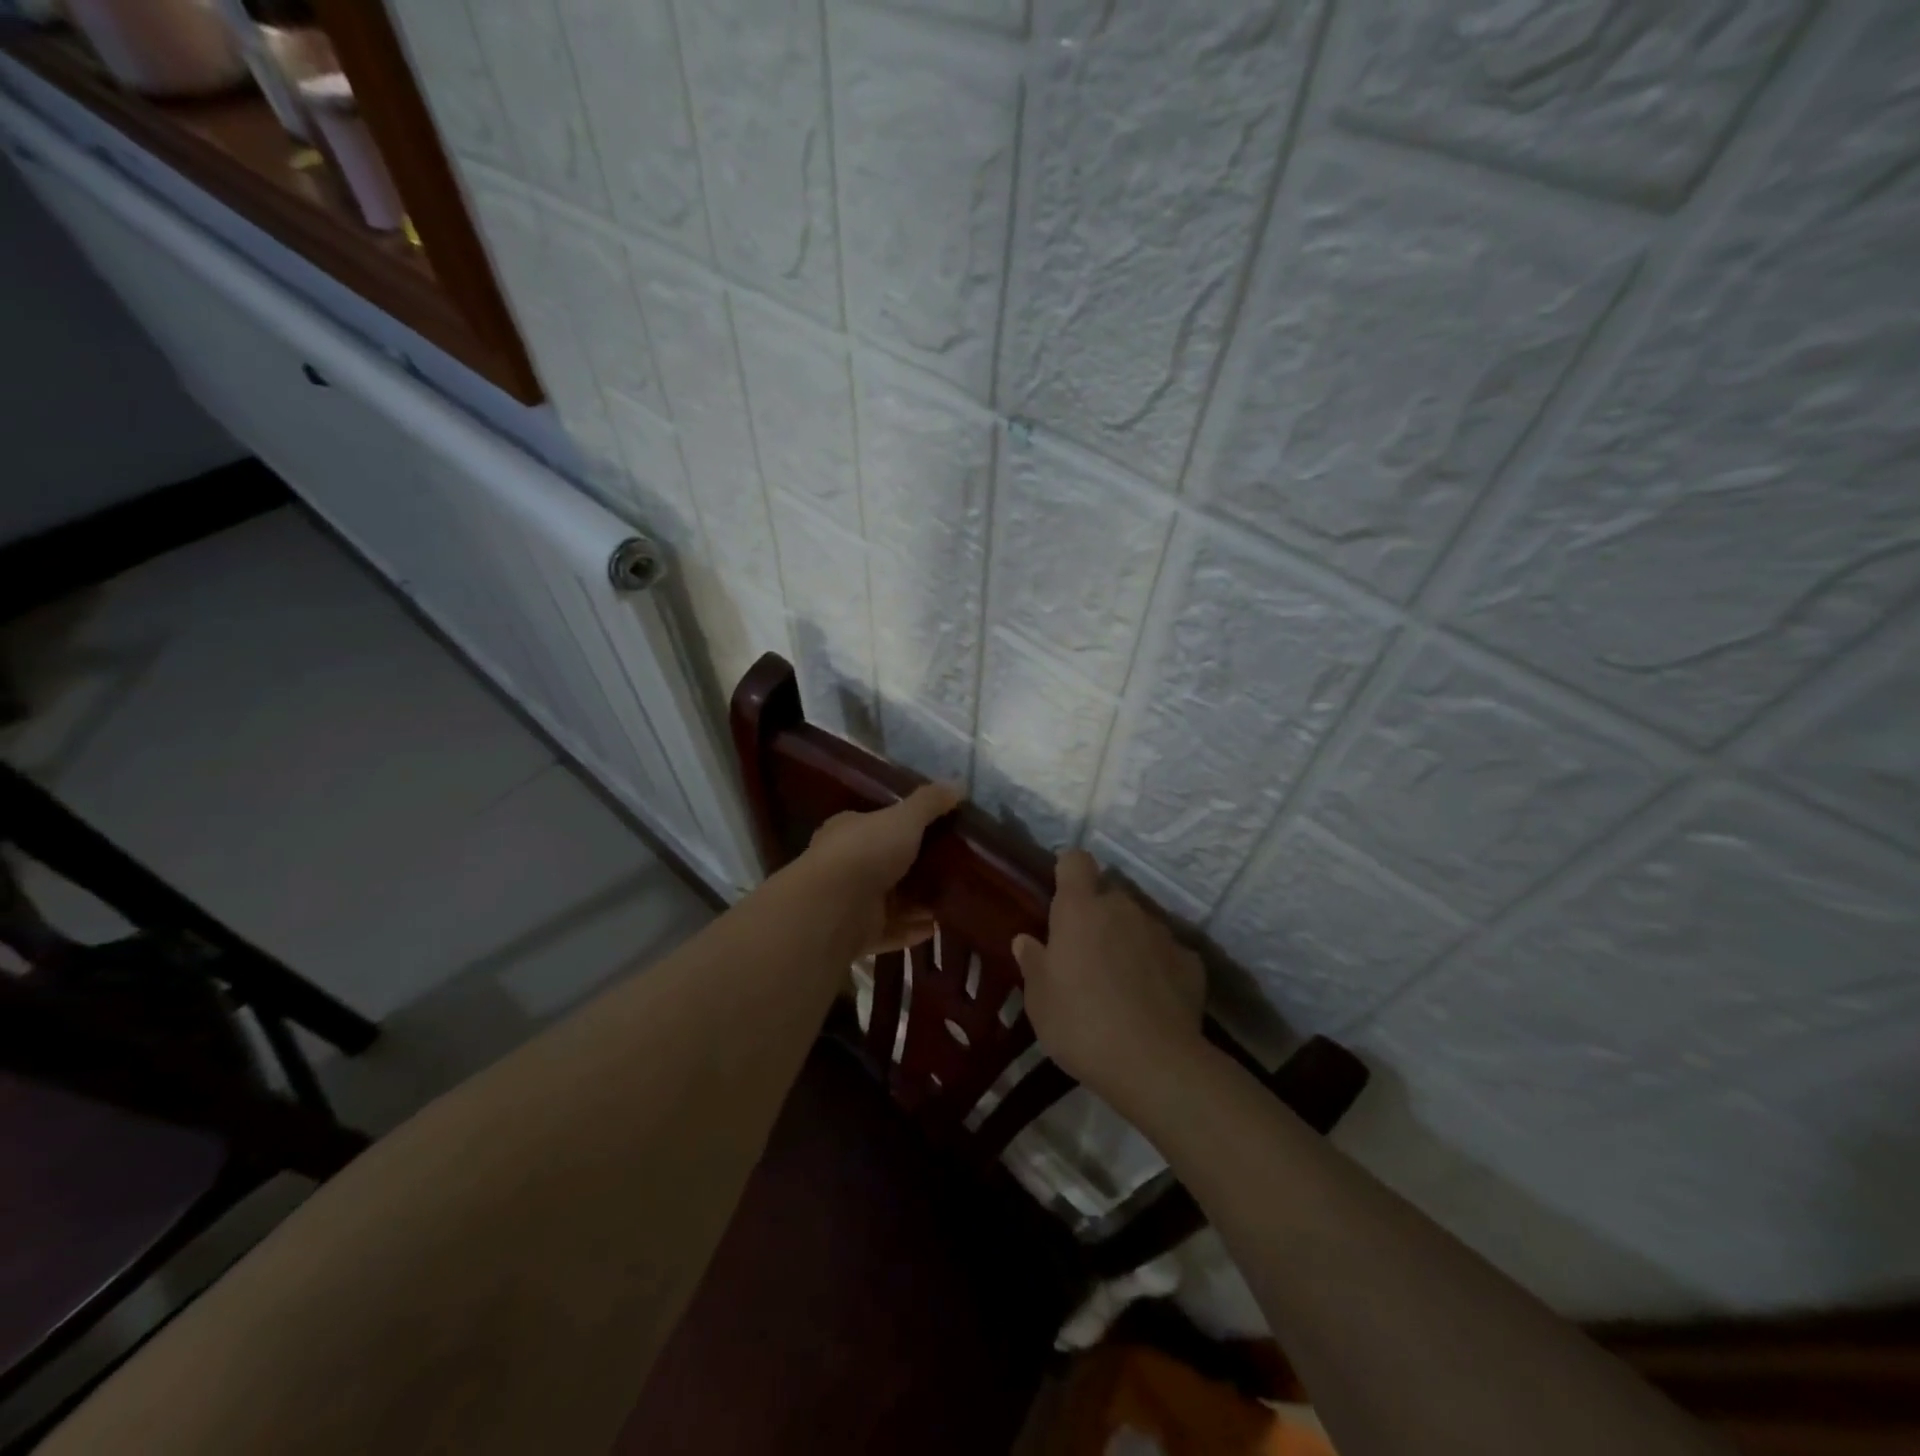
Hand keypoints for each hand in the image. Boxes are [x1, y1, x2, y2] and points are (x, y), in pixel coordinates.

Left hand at [802, 781, 962, 955]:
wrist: (833, 907)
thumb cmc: (866, 851)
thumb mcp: (904, 818)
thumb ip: (931, 802)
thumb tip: (960, 783)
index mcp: (848, 831)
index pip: (875, 824)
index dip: (902, 827)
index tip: (935, 831)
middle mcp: (844, 864)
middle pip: (885, 864)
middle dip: (915, 867)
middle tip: (952, 867)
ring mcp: (849, 902)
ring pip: (889, 901)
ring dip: (917, 902)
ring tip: (951, 898)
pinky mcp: (856, 935)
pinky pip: (890, 931)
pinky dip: (911, 930)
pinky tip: (937, 927)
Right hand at [1013, 850, 1206, 1096]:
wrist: (1154, 1064)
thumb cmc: (1081, 1024)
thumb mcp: (1039, 1000)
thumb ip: (1033, 963)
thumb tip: (1026, 940)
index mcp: (1080, 909)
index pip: (1076, 861)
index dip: (1069, 872)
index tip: (1062, 896)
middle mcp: (1123, 908)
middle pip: (1109, 895)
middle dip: (1098, 916)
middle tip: (1086, 956)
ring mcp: (1161, 932)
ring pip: (1139, 924)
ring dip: (1128, 941)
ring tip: (1121, 984)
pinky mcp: (1191, 961)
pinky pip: (1167, 954)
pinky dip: (1159, 968)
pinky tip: (1153, 1001)